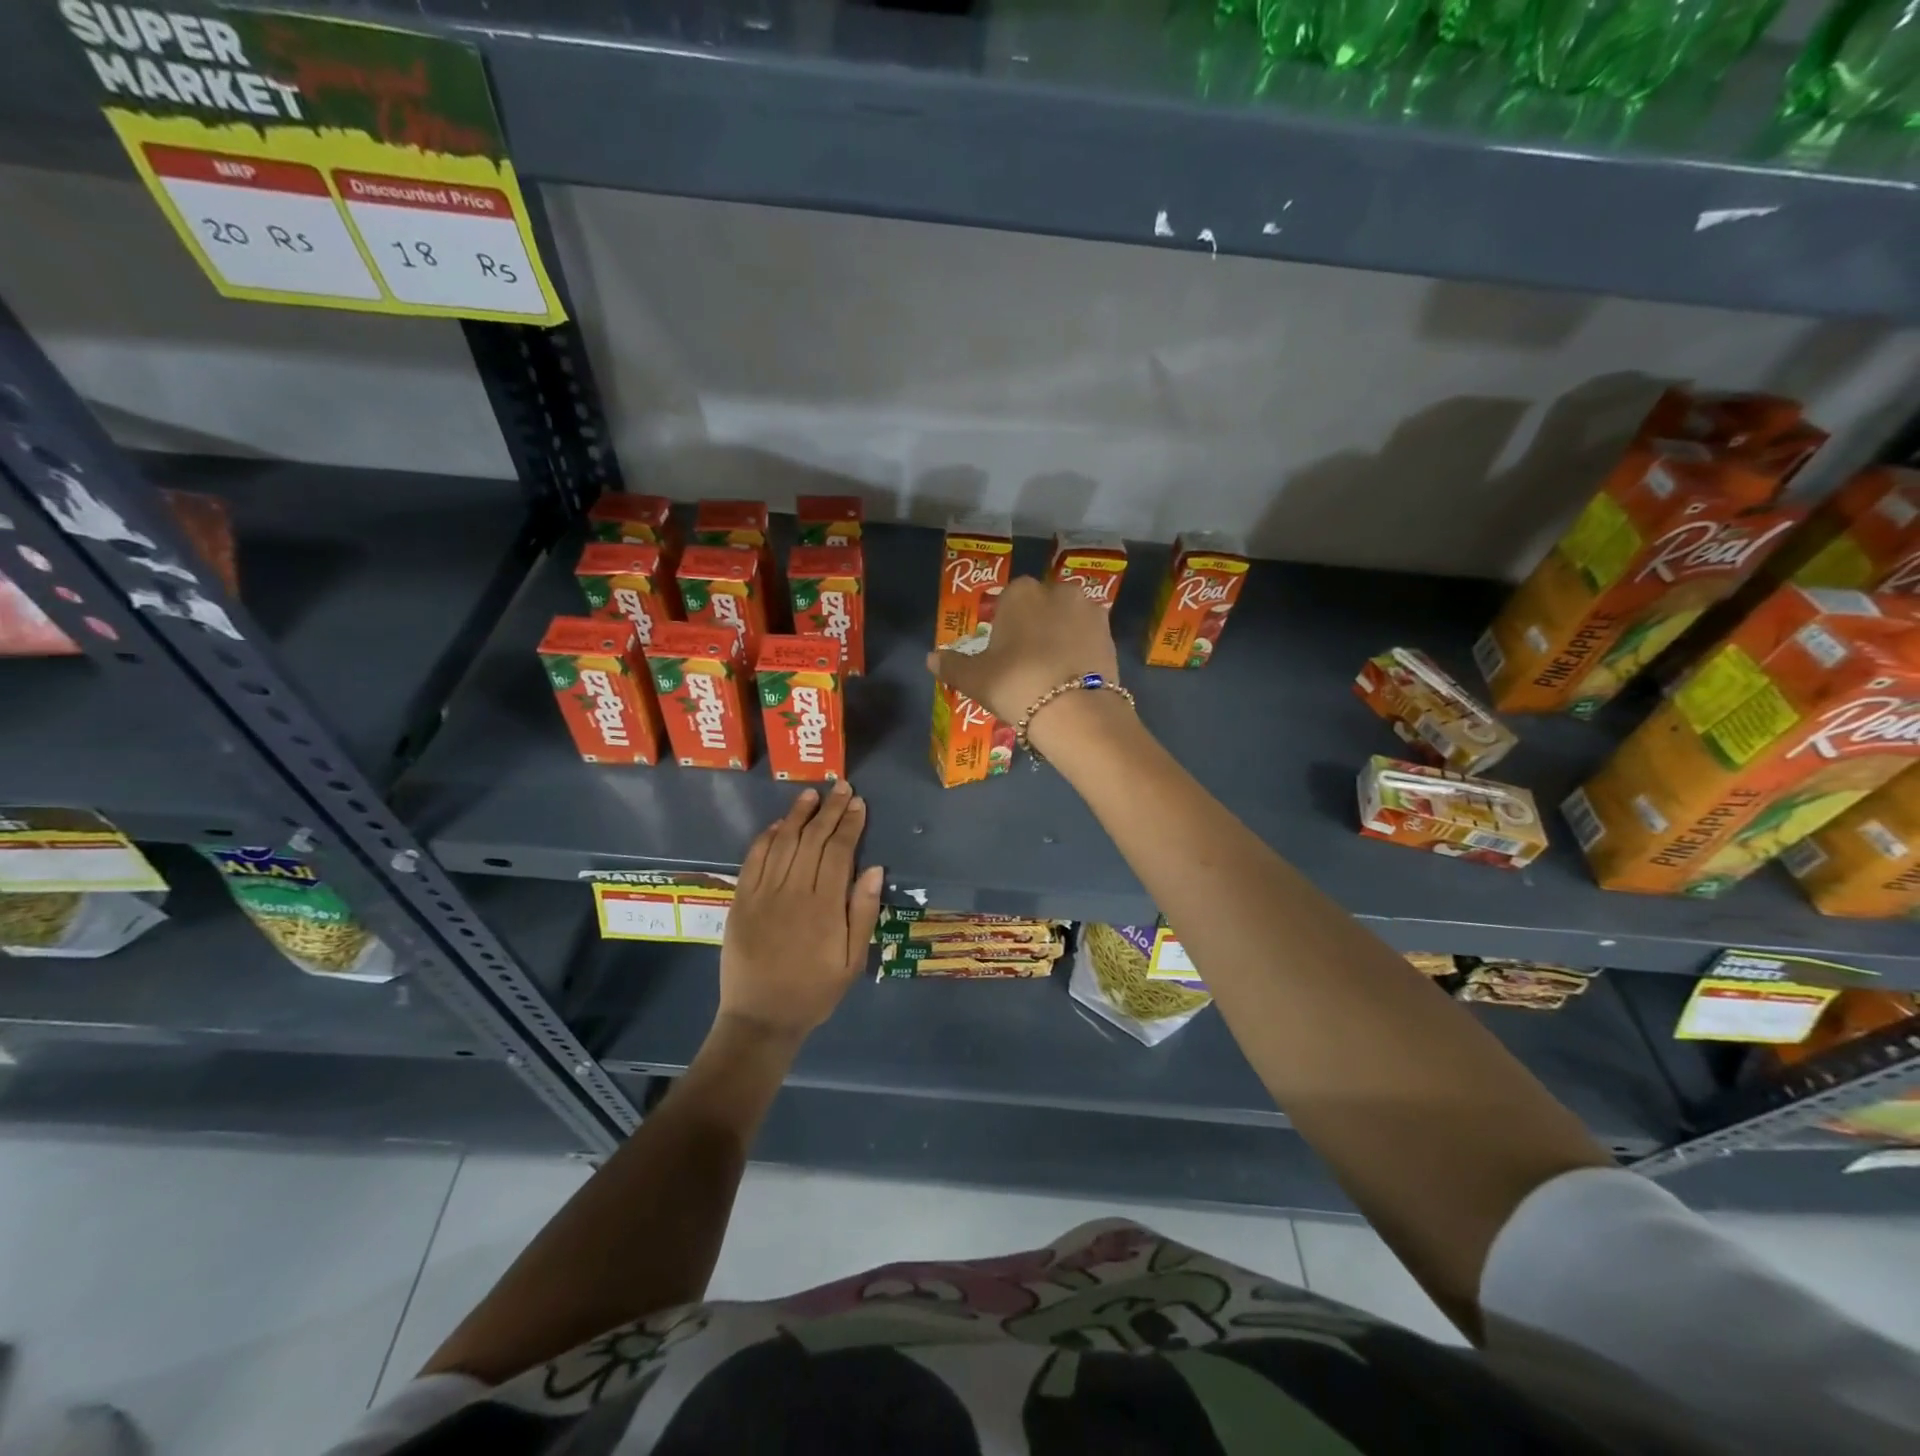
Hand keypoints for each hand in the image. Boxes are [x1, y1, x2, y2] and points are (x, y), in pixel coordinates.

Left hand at [720, 781, 883, 1043]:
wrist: (761, 1018)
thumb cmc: (814, 991)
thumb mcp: (852, 961)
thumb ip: (863, 913)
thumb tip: (873, 868)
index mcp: (825, 906)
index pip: (839, 851)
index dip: (850, 824)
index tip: (858, 803)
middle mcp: (794, 892)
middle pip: (813, 840)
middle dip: (830, 810)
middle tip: (841, 787)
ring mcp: (764, 894)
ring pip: (784, 843)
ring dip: (799, 815)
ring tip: (812, 794)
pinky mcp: (741, 900)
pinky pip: (754, 860)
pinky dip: (767, 838)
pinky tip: (780, 824)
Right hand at [925, 576, 1120, 736]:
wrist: (1076, 711)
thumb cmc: (1017, 684)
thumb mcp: (975, 679)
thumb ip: (952, 665)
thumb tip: (931, 658)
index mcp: (1021, 592)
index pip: (1007, 600)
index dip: (1003, 626)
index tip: (1001, 653)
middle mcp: (1058, 591)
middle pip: (1039, 607)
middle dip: (1033, 627)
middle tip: (1024, 664)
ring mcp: (1089, 611)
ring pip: (1065, 621)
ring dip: (1058, 638)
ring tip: (1050, 673)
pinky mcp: (1110, 635)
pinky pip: (1086, 639)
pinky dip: (1078, 653)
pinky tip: (1069, 679)